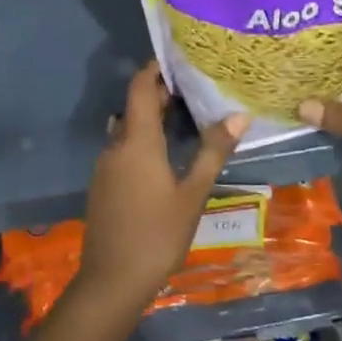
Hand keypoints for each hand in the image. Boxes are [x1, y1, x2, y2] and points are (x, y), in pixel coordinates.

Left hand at [78, 65, 249, 308]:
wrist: (112, 281)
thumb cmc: (157, 234)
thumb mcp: (193, 194)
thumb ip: (213, 151)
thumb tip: (239, 114)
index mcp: (136, 141)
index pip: (140, 87)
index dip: (155, 68)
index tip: (180, 59)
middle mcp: (115, 146)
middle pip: (135, 107)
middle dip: (162, 95)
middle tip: (196, 90)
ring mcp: (105, 166)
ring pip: (128, 130)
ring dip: (153, 120)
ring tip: (186, 119)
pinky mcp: (103, 185)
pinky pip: (123, 150)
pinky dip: (143, 141)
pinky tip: (166, 156)